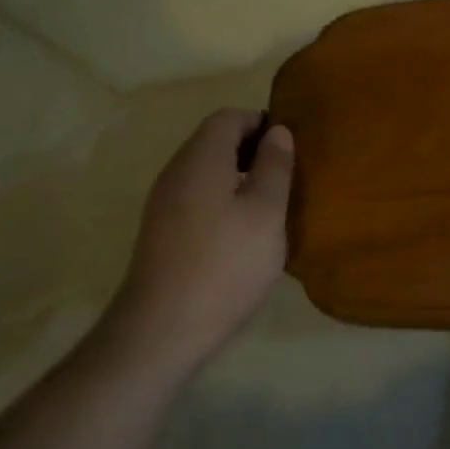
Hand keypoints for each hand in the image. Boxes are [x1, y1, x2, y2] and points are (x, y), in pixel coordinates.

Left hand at [102, 109, 293, 377]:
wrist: (160, 331)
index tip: (289, 146)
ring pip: (205, 171)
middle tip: (285, 175)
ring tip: (269, 204)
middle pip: (214, 141)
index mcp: (201, 158)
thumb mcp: (266, 213)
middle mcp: (176, 171)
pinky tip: (241, 232)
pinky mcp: (160, 231)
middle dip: (251, 149)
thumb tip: (278, 132)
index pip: (229, 117)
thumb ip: (275, 167)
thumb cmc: (224, 264)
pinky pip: (196, 196)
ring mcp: (163, 203)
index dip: (261, 122)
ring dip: (238, 176)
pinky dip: (222, 199)